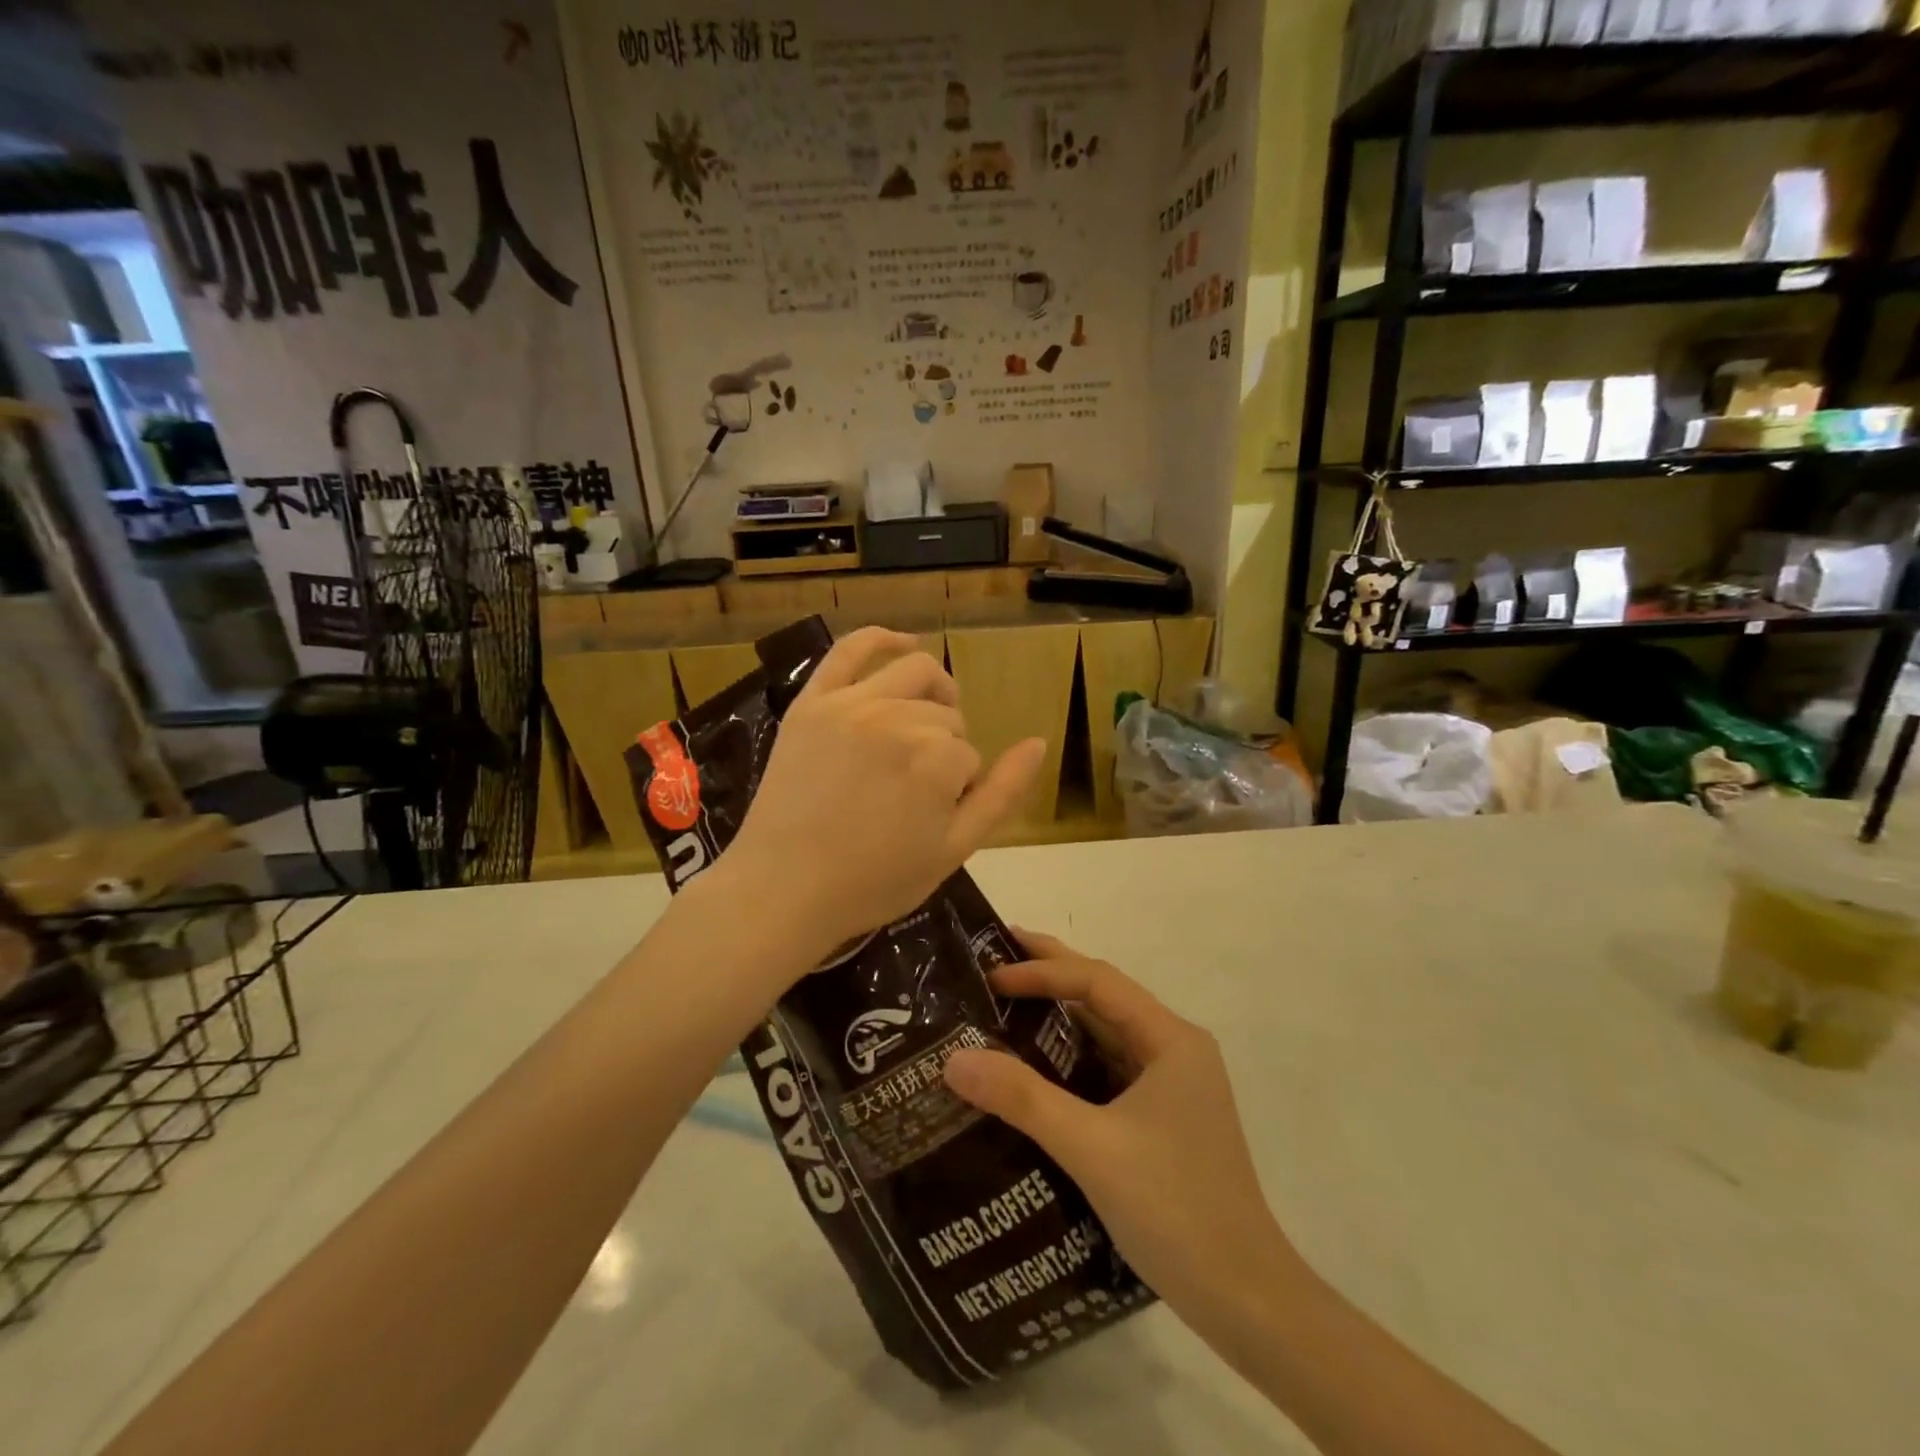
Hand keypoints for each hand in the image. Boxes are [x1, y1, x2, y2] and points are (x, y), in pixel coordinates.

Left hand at [724, 627, 1043, 957]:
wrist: (784, 889)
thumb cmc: (874, 881)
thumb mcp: (954, 850)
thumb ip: (1002, 794)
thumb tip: (1038, 742)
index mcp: (938, 759)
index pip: (969, 757)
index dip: (956, 790)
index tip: (927, 818)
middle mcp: (900, 719)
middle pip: (945, 716)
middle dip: (942, 749)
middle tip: (914, 790)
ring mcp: (851, 704)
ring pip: (915, 675)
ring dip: (932, 695)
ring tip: (923, 723)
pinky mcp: (813, 701)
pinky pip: (850, 649)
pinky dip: (882, 638)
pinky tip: (903, 640)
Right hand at [942, 931, 1306, 1333]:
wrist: (1246, 1301)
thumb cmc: (1175, 1211)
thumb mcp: (1091, 1149)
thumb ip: (1023, 1099)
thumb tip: (954, 1058)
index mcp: (1171, 1040)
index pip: (1098, 982)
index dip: (1042, 971)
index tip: (991, 975)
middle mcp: (1175, 1050)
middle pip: (1105, 995)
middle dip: (1052, 971)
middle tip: (996, 953)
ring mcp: (1172, 1085)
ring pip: (1108, 1031)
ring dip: (1061, 1014)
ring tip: (1008, 1000)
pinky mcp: (1164, 1117)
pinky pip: (1110, 1067)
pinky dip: (1072, 1056)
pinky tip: (1038, 1065)